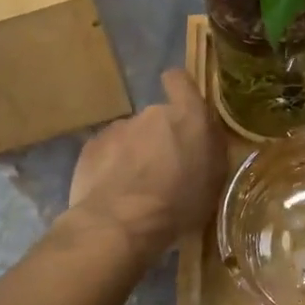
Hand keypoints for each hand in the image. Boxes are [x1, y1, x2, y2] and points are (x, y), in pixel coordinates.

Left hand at [66, 69, 227, 259]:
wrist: (120, 224)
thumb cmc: (178, 206)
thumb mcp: (213, 182)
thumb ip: (209, 149)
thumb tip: (203, 136)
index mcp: (188, 117)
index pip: (180, 80)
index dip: (179, 88)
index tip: (180, 105)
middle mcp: (152, 114)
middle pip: (157, 118)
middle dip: (160, 138)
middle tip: (164, 170)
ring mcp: (118, 128)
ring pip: (131, 136)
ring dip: (134, 154)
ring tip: (135, 187)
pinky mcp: (91, 146)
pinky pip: (107, 151)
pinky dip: (111, 166)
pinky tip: (113, 192)